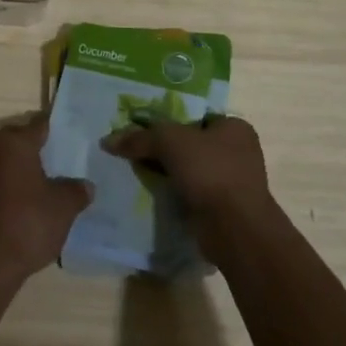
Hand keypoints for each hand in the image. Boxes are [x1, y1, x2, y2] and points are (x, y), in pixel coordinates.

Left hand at [0, 115, 92, 285]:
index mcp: (15, 142)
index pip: (41, 124)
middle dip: (45, 148)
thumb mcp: (64, 205)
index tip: (79, 135)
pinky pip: (4, 179)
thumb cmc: (29, 222)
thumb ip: (77, 189)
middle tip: (71, 159)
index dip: (61, 128)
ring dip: (31, 168)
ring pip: (12, 160)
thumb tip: (85, 185)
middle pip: (24, 139)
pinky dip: (19, 185)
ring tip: (58, 181)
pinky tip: (38, 201)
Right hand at [104, 116, 272, 234]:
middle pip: (190, 144)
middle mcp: (238, 151)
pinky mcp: (222, 208)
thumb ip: (140, 138)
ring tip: (136, 172)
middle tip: (134, 150)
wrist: (235, 229)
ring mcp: (232, 182)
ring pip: (190, 170)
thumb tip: (108, 140)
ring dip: (167, 173)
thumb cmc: (210, 171)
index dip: (168, 121)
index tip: (142, 129)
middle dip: (164, 149)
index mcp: (234, 127)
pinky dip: (174, 193)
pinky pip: (191, 193)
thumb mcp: (170, 142)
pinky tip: (152, 193)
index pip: (195, 116)